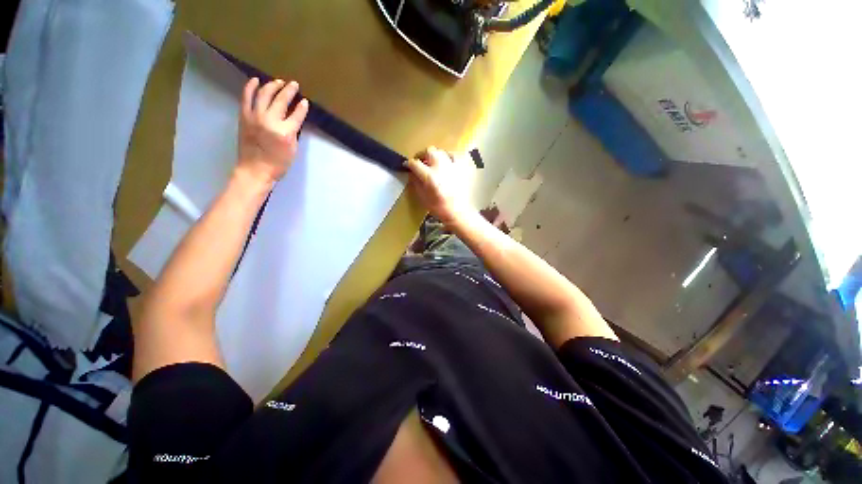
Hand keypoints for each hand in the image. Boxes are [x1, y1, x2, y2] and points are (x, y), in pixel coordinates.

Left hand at [237, 78, 308, 185]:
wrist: (255, 170)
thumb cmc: (278, 164)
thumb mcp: (293, 149)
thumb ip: (294, 132)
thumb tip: (294, 119)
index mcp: (285, 132)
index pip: (297, 115)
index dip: (302, 107)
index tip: (305, 101)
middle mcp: (270, 121)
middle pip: (281, 100)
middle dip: (289, 90)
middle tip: (294, 84)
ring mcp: (255, 116)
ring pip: (264, 94)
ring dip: (272, 85)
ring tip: (279, 81)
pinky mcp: (244, 116)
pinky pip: (246, 97)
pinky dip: (250, 87)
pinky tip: (256, 80)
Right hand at [405, 147, 474, 225]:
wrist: (458, 212)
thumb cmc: (439, 208)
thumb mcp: (423, 198)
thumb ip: (416, 183)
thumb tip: (412, 173)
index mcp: (429, 177)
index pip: (415, 163)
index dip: (409, 164)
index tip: (407, 166)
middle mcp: (440, 167)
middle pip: (428, 151)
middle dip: (421, 156)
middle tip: (419, 162)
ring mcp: (451, 166)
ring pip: (440, 151)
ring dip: (433, 155)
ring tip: (431, 162)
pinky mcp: (460, 168)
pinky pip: (452, 155)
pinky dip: (446, 156)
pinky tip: (444, 162)